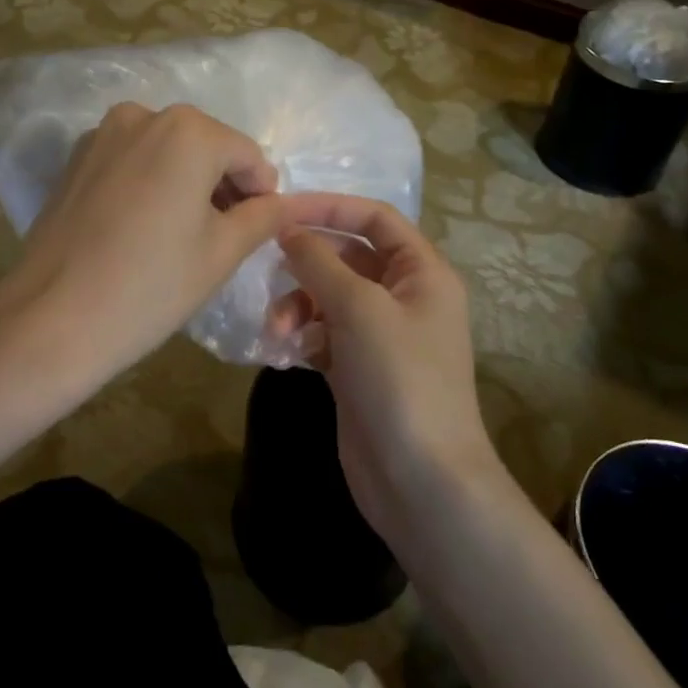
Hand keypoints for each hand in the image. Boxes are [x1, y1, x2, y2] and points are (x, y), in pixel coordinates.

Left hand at [0, 102, 285, 400]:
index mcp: (188, 130)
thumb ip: (262, 216)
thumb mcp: (221, 252)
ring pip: (165, 151)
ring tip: (181, 234)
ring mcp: (101, 134)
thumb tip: (285, 203)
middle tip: (223, 236)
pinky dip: (148, 182)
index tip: (257, 230)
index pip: (247, 155)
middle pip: (205, 146)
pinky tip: (141, 228)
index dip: (261, 193)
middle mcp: (143, 115)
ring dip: (184, 181)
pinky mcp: (75, 159)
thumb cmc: (150, 285)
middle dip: (222, 184)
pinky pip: (131, 161)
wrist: (51, 317)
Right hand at [269, 194, 497, 539]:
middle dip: (306, 263)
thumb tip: (288, 228)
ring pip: (329, 297)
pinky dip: (302, 336)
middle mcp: (404, 297)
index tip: (282, 210)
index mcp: (422, 273)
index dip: (331, 207)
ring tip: (277, 331)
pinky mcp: (358, 368)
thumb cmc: (399, 379)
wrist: (421, 481)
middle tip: (265, 268)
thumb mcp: (359, 308)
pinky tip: (286, 353)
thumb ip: (319, 261)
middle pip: (347, 256)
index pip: (376, 218)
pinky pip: (323, 333)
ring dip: (298, 305)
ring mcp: (381, 335)